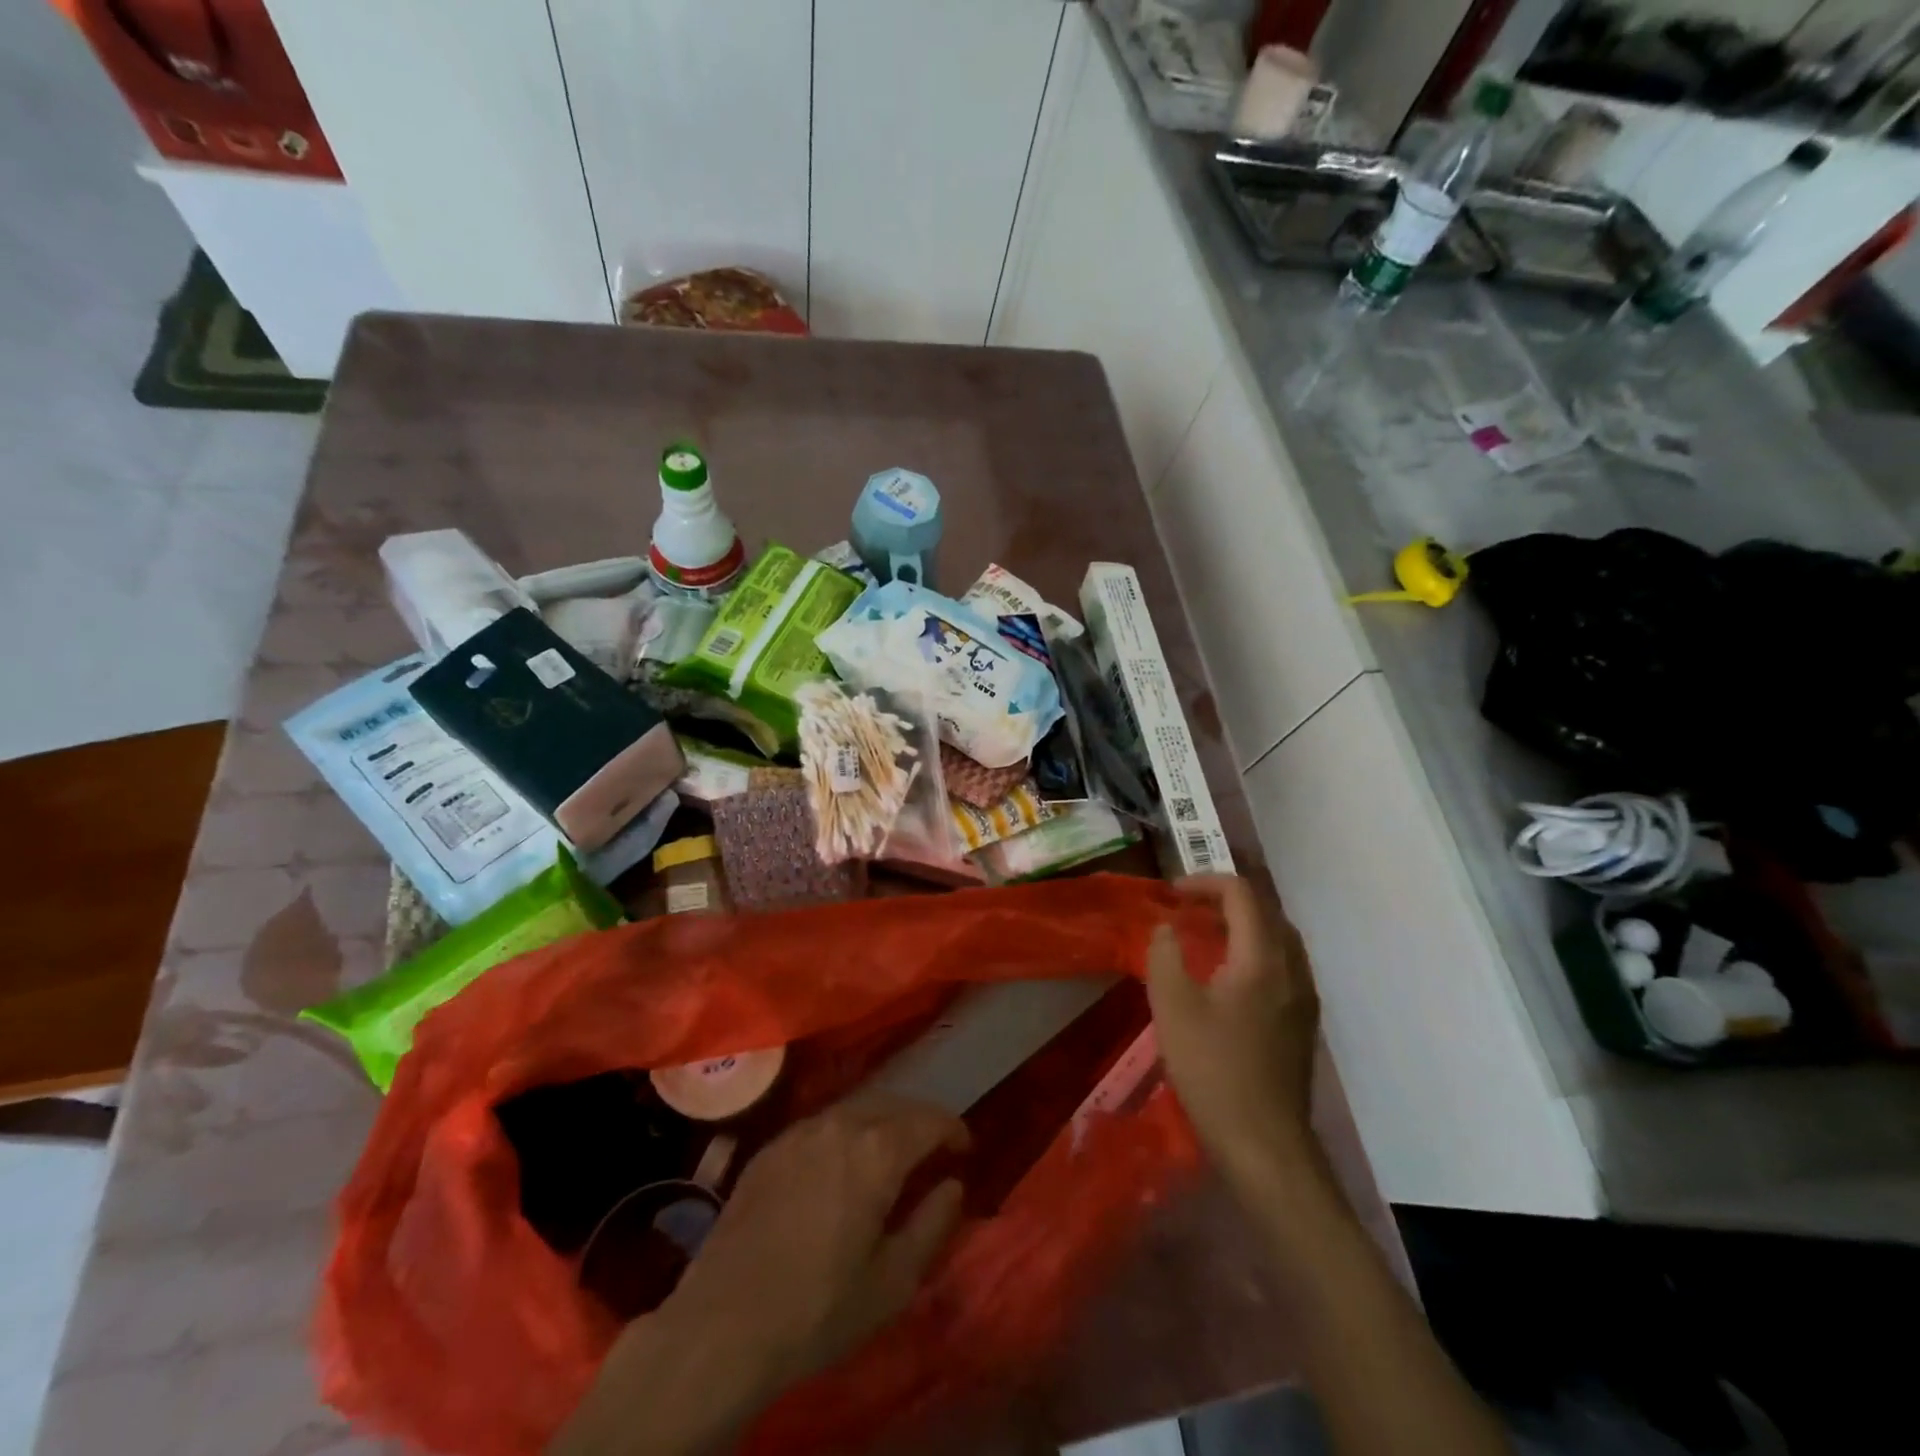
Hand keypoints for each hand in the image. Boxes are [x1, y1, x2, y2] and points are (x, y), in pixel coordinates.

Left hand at [554, 1097, 967, 1455]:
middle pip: (894, 1103)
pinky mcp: (771, 1146)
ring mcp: (801, 1130)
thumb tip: (953, 1185)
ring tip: (893, 1150)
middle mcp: (841, 1124)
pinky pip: (822, 1121)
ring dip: (884, 1119)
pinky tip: (843, 1160)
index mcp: (878, 1151)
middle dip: (920, 1119)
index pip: (930, 1120)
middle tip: (934, 1147)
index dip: (953, 1129)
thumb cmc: (818, 1308)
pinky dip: (847, 1129)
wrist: (723, 1323)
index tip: (965, 1147)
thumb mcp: (892, 1282)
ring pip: (856, 1106)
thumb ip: (932, 1224)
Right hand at [1146, 875, 1321, 1196]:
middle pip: (1267, 912)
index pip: (1242, 895)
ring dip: (1243, 925)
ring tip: (1205, 936)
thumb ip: (1165, 955)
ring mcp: (1304, 999)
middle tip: (1188, 909)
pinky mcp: (1303, 1024)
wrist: (1265, 1144)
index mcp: (1262, 959)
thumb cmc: (1213, 1070)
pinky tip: (1229, 978)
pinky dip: (1255, 952)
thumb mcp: (1172, 1007)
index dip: (1205, 883)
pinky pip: (1283, 966)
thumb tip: (1167, 928)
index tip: (1172, 894)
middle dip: (1226, 900)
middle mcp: (1292, 970)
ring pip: (1279, 939)